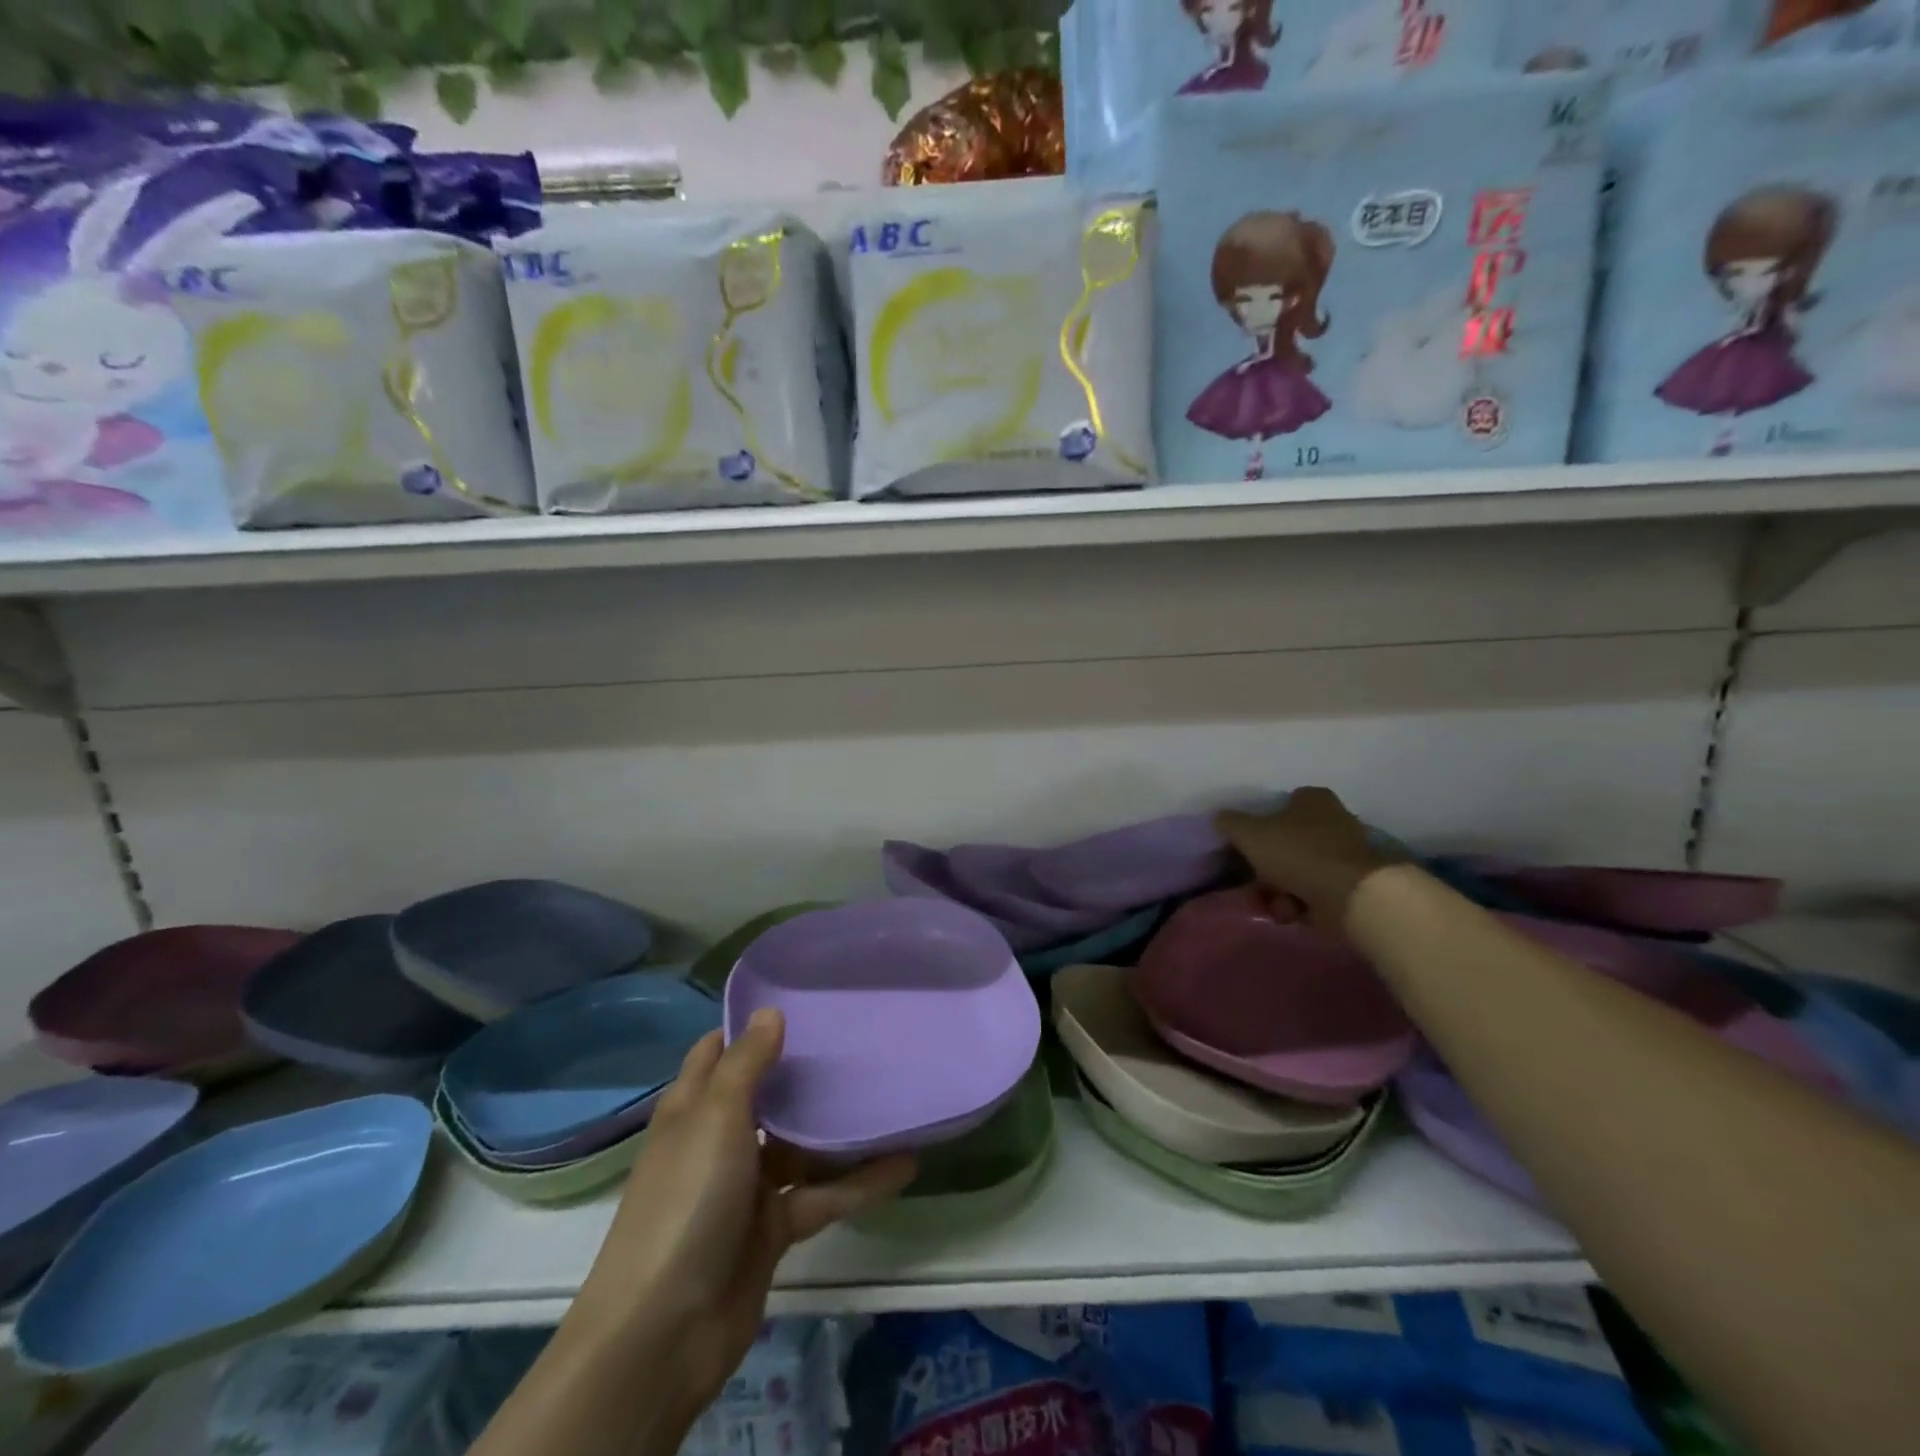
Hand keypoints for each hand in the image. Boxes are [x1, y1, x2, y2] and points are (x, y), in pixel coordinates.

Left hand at [571, 1009, 915, 1413]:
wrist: (663, 1333)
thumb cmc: (686, 1201)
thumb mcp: (715, 1117)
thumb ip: (747, 1063)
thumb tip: (771, 1011)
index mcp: (694, 1108)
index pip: (719, 1051)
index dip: (751, 1025)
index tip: (802, 999)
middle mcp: (720, 1140)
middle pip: (768, 1095)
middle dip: (806, 1072)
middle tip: (859, 1038)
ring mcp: (747, 1187)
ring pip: (802, 1145)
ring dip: (840, 1129)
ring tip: (890, 1095)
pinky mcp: (773, 1229)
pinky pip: (823, 1194)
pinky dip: (860, 1182)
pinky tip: (904, 1163)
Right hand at [1216, 788, 1398, 930]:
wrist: (1350, 895)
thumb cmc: (1297, 853)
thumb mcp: (1248, 832)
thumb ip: (1229, 822)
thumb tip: (1221, 819)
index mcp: (1312, 800)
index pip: (1280, 806)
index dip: (1260, 827)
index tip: (1248, 848)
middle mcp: (1333, 820)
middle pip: (1287, 843)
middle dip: (1268, 868)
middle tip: (1256, 884)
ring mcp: (1345, 854)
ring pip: (1298, 870)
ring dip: (1281, 890)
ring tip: (1274, 904)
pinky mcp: (1352, 884)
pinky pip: (1316, 891)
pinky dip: (1301, 903)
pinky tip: (1292, 913)